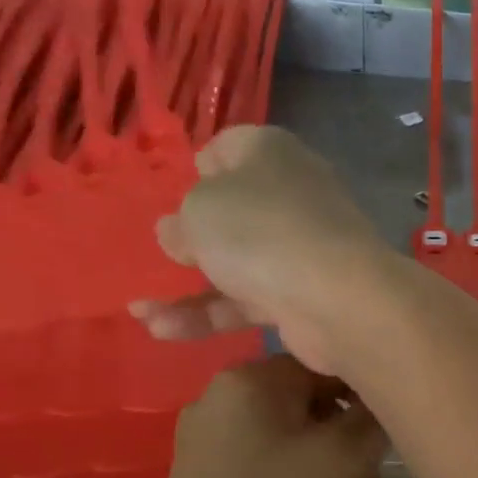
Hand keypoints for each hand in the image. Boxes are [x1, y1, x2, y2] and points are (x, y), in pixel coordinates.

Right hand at [130, 127, 388, 376]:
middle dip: (197, 231)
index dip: (203, 165)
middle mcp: (293, 195)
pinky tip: (161, 330)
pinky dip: (210, 314)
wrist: (338, 298)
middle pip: (238, 208)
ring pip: (239, 261)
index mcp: (272, 153)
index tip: (180, 189)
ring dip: (189, 286)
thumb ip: (182, 220)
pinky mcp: (305, 296)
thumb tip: (179, 232)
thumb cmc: (260, 231)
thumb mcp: (200, 210)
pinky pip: (249, 300)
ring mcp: (303, 248)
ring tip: (138, 309)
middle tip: (164, 250)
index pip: (233, 147)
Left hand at [137, 354, 386, 477]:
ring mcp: (203, 438)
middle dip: (347, 429)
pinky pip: (264, 457)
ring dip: (327, 455)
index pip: (327, 360)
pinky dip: (297, 473)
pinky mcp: (200, 476)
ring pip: (288, 430)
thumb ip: (375, 413)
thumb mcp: (350, 457)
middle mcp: (218, 396)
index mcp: (250, 377)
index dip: (367, 391)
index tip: (390, 429)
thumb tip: (384, 394)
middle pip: (307, 396)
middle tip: (375, 471)